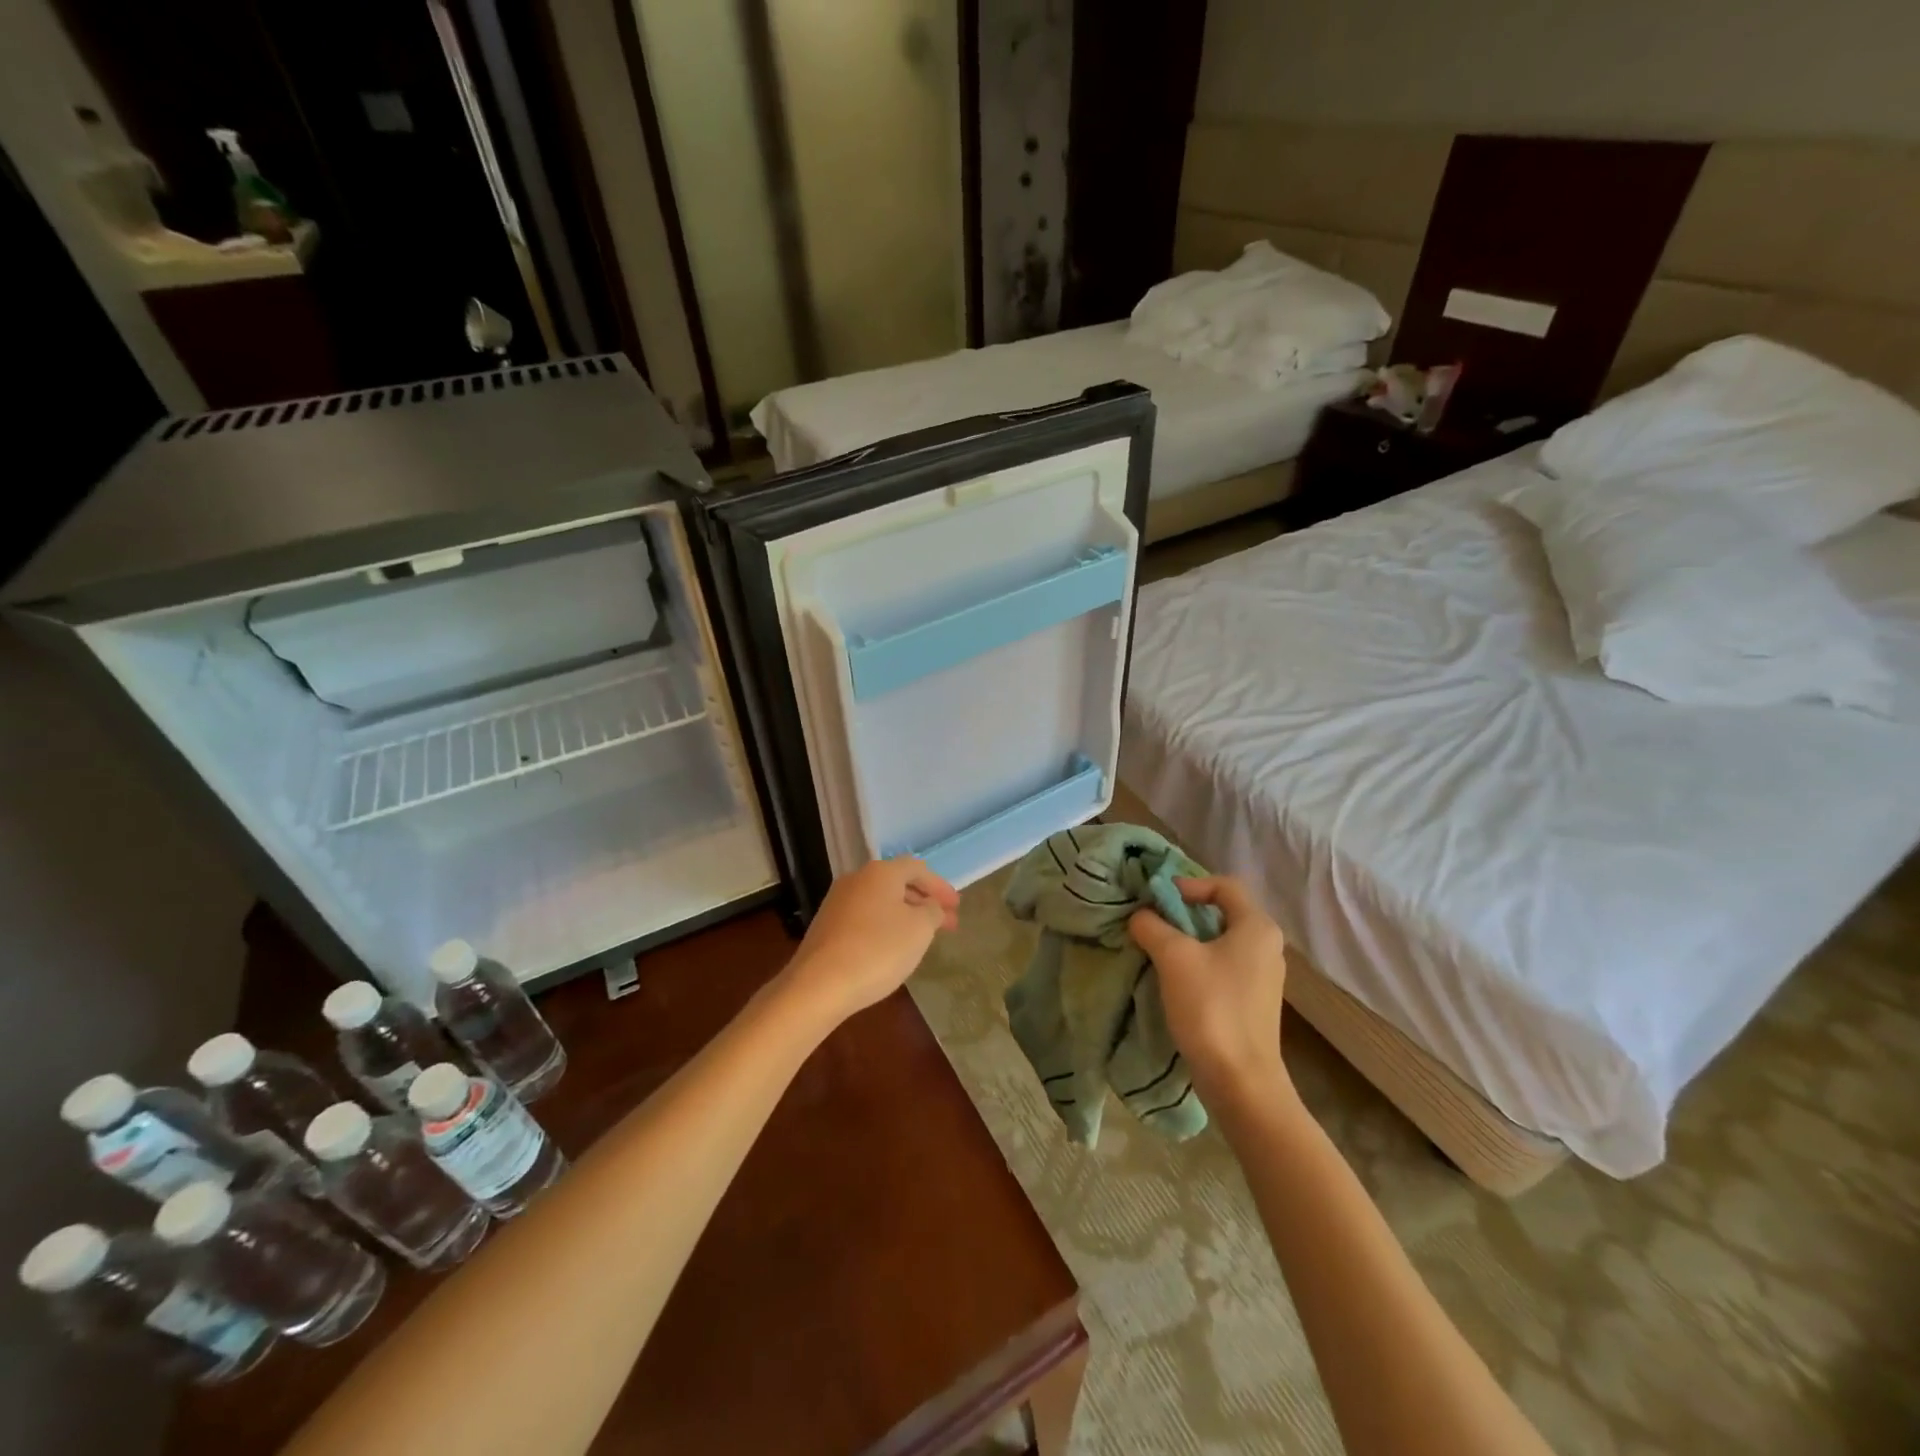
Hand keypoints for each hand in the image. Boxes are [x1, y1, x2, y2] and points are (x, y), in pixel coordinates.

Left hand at [781, 857, 959, 1023]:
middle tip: (946, 924)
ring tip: (922, 937)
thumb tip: (930, 906)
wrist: (819, 985)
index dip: (941, 886)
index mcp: (881, 872)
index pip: (918, 869)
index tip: (957, 907)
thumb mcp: (919, 930)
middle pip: (898, 883)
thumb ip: (932, 911)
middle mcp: (857, 879)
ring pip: (881, 901)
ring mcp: (838, 901)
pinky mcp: (826, 925)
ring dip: (905, 914)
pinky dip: (885, 926)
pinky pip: (865, 917)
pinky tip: (892, 947)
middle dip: (925, 902)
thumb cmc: (878, 950)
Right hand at [1129, 876, 1291, 1110]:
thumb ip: (1152, 926)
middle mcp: (1267, 946)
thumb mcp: (1173, 957)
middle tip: (1152, 922)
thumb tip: (1141, 915)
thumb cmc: (1211, 1007)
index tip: (1158, 899)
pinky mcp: (1253, 1003)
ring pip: (1220, 942)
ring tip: (1157, 951)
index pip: (1224, 885)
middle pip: (1221, 913)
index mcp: (1257, 927)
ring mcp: (1263, 977)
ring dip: (1188, 941)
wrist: (1241, 1082)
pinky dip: (1198, 965)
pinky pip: (1223, 968)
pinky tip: (1174, 981)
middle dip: (1184, 913)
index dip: (1189, 884)